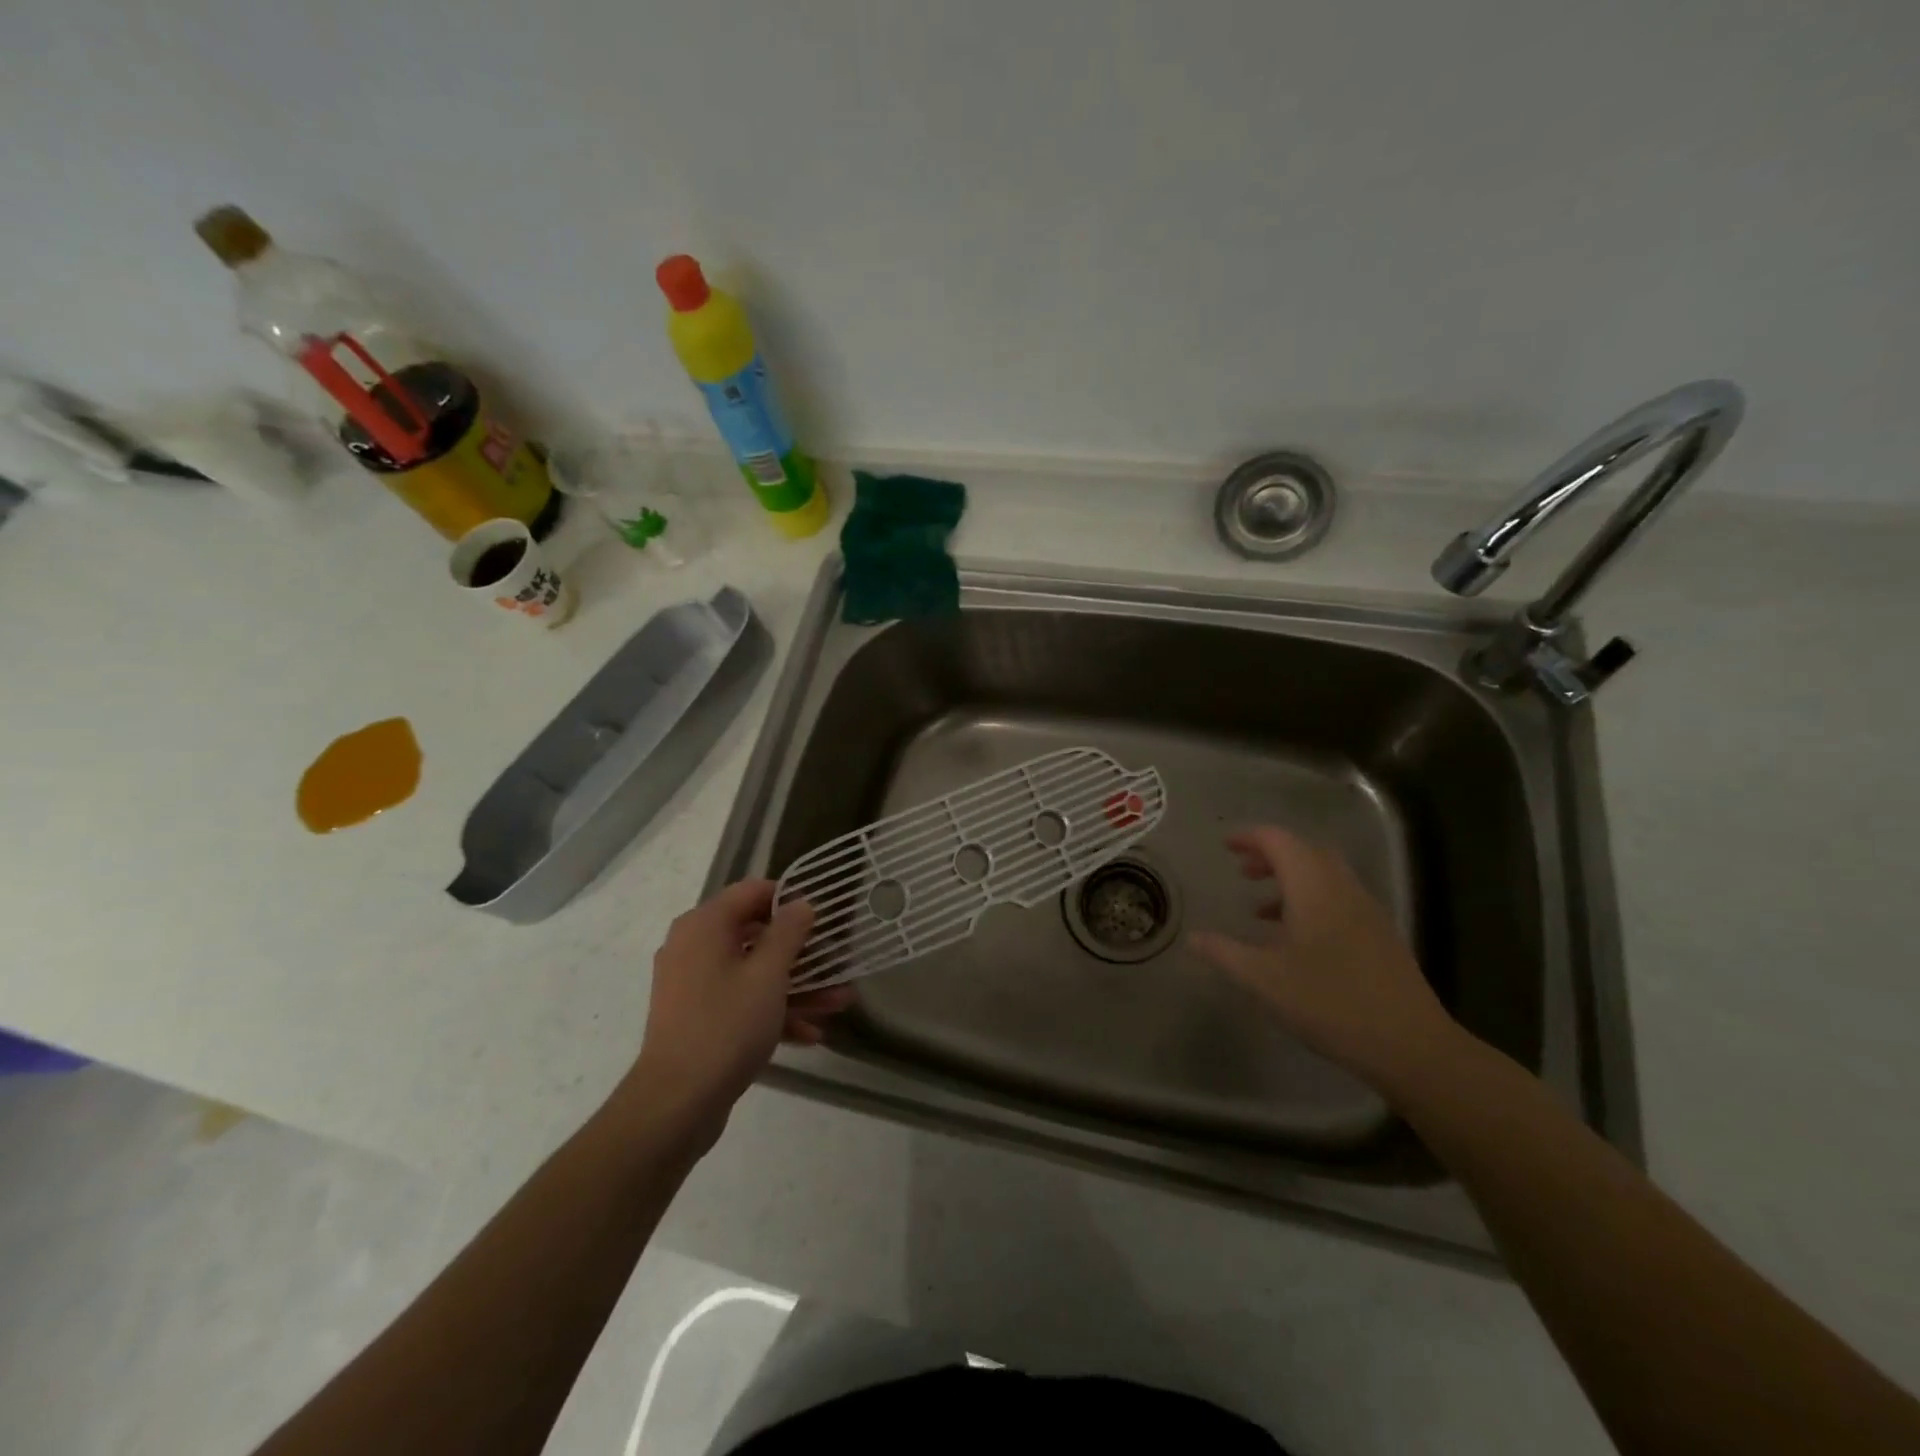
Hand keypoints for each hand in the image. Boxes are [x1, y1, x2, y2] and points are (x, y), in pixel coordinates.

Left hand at [623, 880, 850, 1150]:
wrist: (676, 1103)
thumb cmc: (726, 1025)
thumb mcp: (768, 974)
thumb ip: (789, 932)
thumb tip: (801, 904)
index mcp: (704, 925)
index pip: (752, 892)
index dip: (790, 899)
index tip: (823, 916)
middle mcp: (694, 947)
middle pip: (756, 934)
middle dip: (802, 952)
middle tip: (838, 962)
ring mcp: (694, 985)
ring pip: (753, 972)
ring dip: (796, 986)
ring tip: (839, 1003)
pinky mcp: (698, 1018)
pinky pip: (741, 1001)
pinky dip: (773, 1011)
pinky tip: (811, 1033)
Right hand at [1188, 826, 1461, 1093]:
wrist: (1411, 1045)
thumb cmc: (1330, 1003)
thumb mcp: (1264, 979)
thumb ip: (1225, 953)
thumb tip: (1193, 937)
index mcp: (1314, 888)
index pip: (1280, 841)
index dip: (1250, 838)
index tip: (1226, 846)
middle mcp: (1343, 889)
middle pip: (1306, 852)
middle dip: (1272, 855)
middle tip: (1243, 871)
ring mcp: (1367, 912)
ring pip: (1325, 876)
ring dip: (1292, 879)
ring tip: (1261, 908)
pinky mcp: (1380, 937)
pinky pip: (1339, 899)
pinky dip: (1312, 901)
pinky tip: (1297, 938)